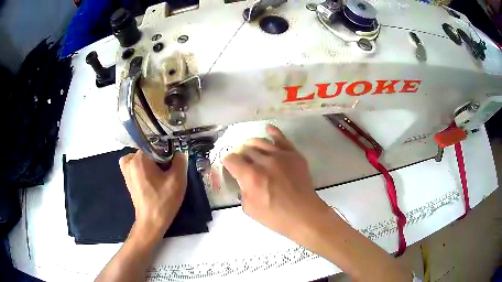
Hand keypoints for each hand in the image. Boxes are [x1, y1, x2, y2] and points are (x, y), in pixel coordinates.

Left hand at [119, 151, 186, 235]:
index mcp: (139, 158)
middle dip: (160, 156)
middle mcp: (129, 160)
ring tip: (160, 172)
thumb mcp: (177, 179)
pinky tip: (150, 175)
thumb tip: (179, 152)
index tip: (175, 159)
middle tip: (169, 168)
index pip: (156, 143)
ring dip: (151, 161)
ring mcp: (126, 170)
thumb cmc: (163, 201)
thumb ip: (180, 160)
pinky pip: (134, 164)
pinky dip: (142, 165)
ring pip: (141, 156)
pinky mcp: (127, 178)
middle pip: (148, 150)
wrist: (151, 222)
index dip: (168, 150)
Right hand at [222, 124, 331, 240]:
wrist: (304, 214)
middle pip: (246, 149)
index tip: (231, 167)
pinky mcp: (294, 155)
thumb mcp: (249, 209)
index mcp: (250, 176)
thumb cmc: (276, 216)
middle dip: (241, 155)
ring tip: (251, 148)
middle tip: (243, 163)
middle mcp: (264, 161)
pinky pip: (281, 139)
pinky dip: (273, 132)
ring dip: (252, 145)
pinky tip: (267, 128)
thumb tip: (243, 180)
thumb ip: (242, 190)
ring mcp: (280, 156)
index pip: (232, 159)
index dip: (228, 162)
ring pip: (260, 142)